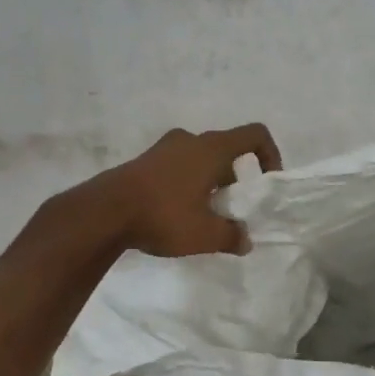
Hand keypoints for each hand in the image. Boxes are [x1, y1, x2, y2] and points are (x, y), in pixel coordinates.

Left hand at [92, 124, 282, 256]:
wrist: (103, 213)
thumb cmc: (163, 215)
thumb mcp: (205, 234)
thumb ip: (232, 236)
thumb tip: (245, 240)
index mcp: (212, 149)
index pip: (254, 135)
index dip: (270, 154)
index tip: (267, 183)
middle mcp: (190, 140)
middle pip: (226, 149)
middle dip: (236, 177)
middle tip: (233, 208)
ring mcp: (163, 148)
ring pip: (200, 158)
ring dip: (210, 181)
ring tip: (204, 213)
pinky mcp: (144, 161)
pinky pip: (177, 166)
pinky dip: (187, 183)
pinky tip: (177, 213)